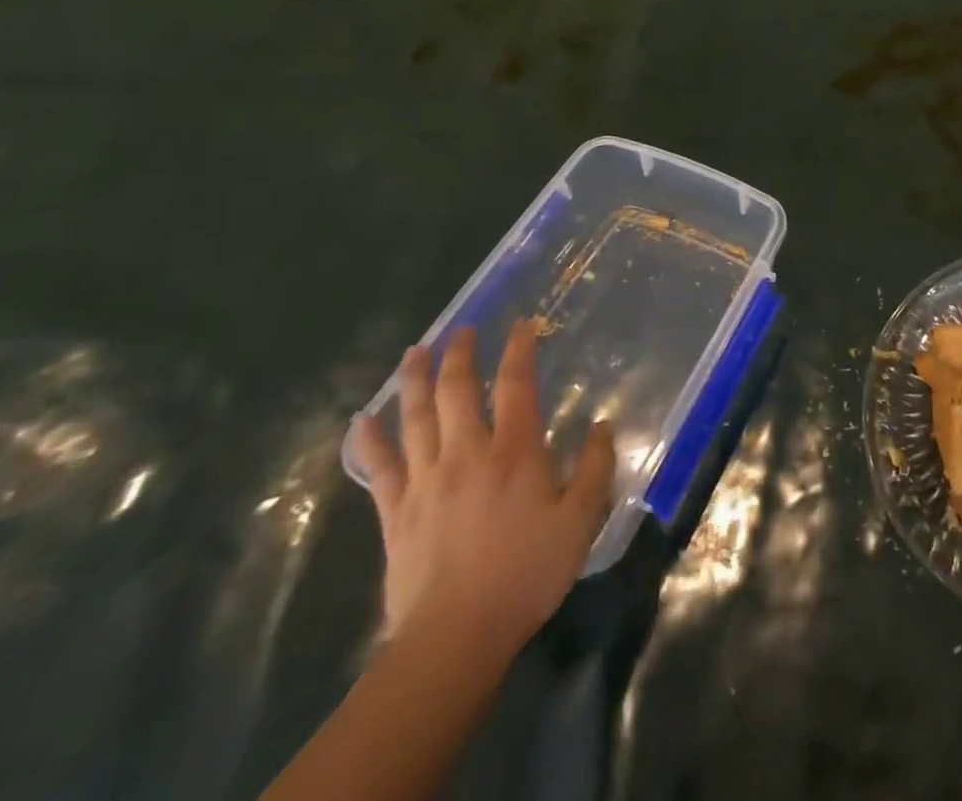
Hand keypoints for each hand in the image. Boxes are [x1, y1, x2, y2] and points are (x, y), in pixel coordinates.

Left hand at [354, 320, 614, 660]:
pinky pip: (378, 467)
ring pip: (414, 417)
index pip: (515, 385)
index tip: (523, 324)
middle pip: (456, 390)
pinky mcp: (395, 512)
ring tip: (415, 350)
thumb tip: (599, 425)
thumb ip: (594, 467)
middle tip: (463, 329)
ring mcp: (425, 480)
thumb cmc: (527, 572)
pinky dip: (369, 441)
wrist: (455, 636)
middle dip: (460, 353)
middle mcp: (467, 453)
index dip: (519, 349)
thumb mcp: (581, 519)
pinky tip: (362, 421)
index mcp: (514, 451)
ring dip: (414, 380)